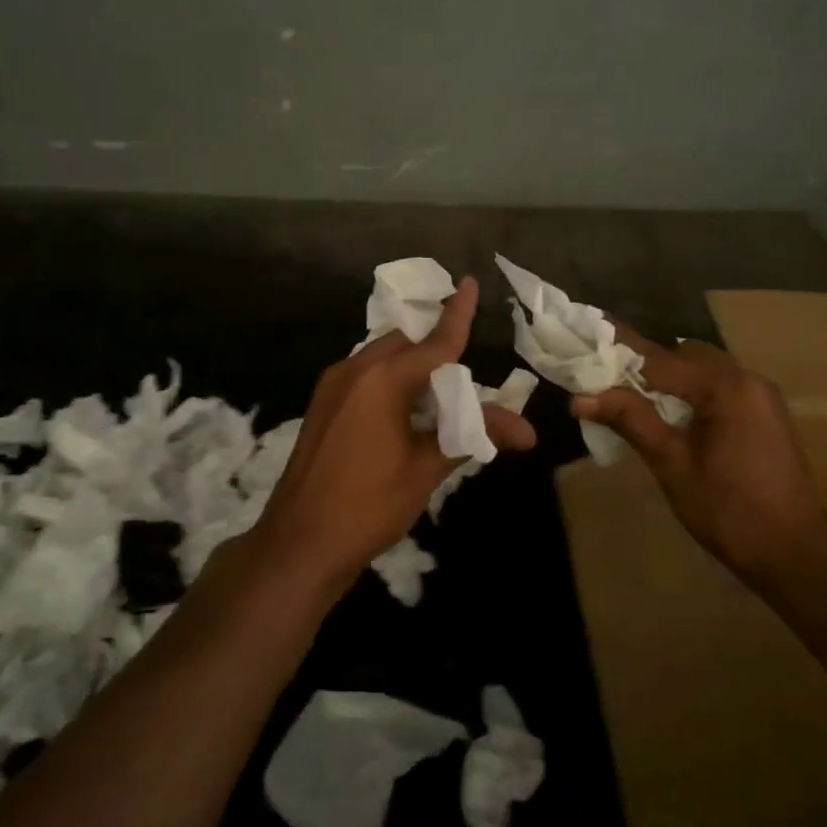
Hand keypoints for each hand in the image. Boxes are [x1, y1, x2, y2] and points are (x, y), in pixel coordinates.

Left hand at [254, 277, 536, 590]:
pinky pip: (366, 376)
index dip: (457, 313)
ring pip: (383, 358)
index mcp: (382, 379)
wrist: (299, 544)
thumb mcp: (427, 468)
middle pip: (406, 344)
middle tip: (467, 362)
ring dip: (413, 365)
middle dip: (436, 346)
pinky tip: (407, 408)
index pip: (435, 341)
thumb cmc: (369, 505)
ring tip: (442, 388)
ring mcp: (332, 386)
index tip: (468, 282)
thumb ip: (474, 435)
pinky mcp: (323, 405)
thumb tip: (528, 431)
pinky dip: (392, 380)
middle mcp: (354, 370)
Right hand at [572, 328, 825, 573]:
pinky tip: (667, 413)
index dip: (619, 350)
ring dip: (667, 377)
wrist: (794, 555)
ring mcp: (760, 396)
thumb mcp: (672, 464)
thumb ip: (630, 420)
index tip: (587, 334)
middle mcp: (747, 379)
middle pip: (683, 355)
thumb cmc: (728, 511)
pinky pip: (718, 387)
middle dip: (643, 363)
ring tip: (628, 395)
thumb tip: (580, 397)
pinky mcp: (764, 414)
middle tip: (603, 376)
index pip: (659, 358)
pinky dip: (689, 391)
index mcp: (726, 386)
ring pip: (701, 370)